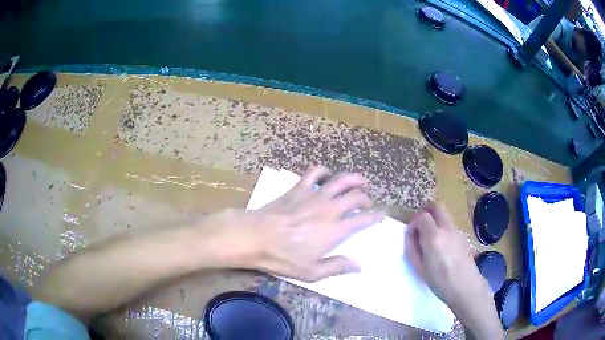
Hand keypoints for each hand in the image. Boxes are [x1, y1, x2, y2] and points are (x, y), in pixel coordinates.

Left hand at [198, 166, 383, 281]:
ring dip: (353, 178)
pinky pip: (314, 173)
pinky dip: (323, 171)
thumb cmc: (282, 257)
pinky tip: (326, 175)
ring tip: (360, 181)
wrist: (254, 237)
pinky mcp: (298, 188)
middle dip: (366, 197)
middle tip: (368, 201)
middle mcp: (329, 209)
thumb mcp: (311, 272)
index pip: (363, 219)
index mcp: (335, 230)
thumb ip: (337, 266)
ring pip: (340, 180)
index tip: (382, 214)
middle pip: (355, 196)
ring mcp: (313, 196)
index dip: (376, 216)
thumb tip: (359, 266)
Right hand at [405, 203, 503, 338]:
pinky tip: (443, 248)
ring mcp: (457, 231)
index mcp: (434, 237)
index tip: (411, 234)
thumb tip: (410, 235)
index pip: (421, 216)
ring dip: (436, 221)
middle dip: (426, 212)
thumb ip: (412, 249)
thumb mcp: (419, 268)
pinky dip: (443, 229)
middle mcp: (447, 229)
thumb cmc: (440, 282)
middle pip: (437, 207)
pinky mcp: (464, 237)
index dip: (413, 222)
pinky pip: (451, 226)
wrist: (466, 287)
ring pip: (445, 216)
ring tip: (431, 241)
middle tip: (420, 227)